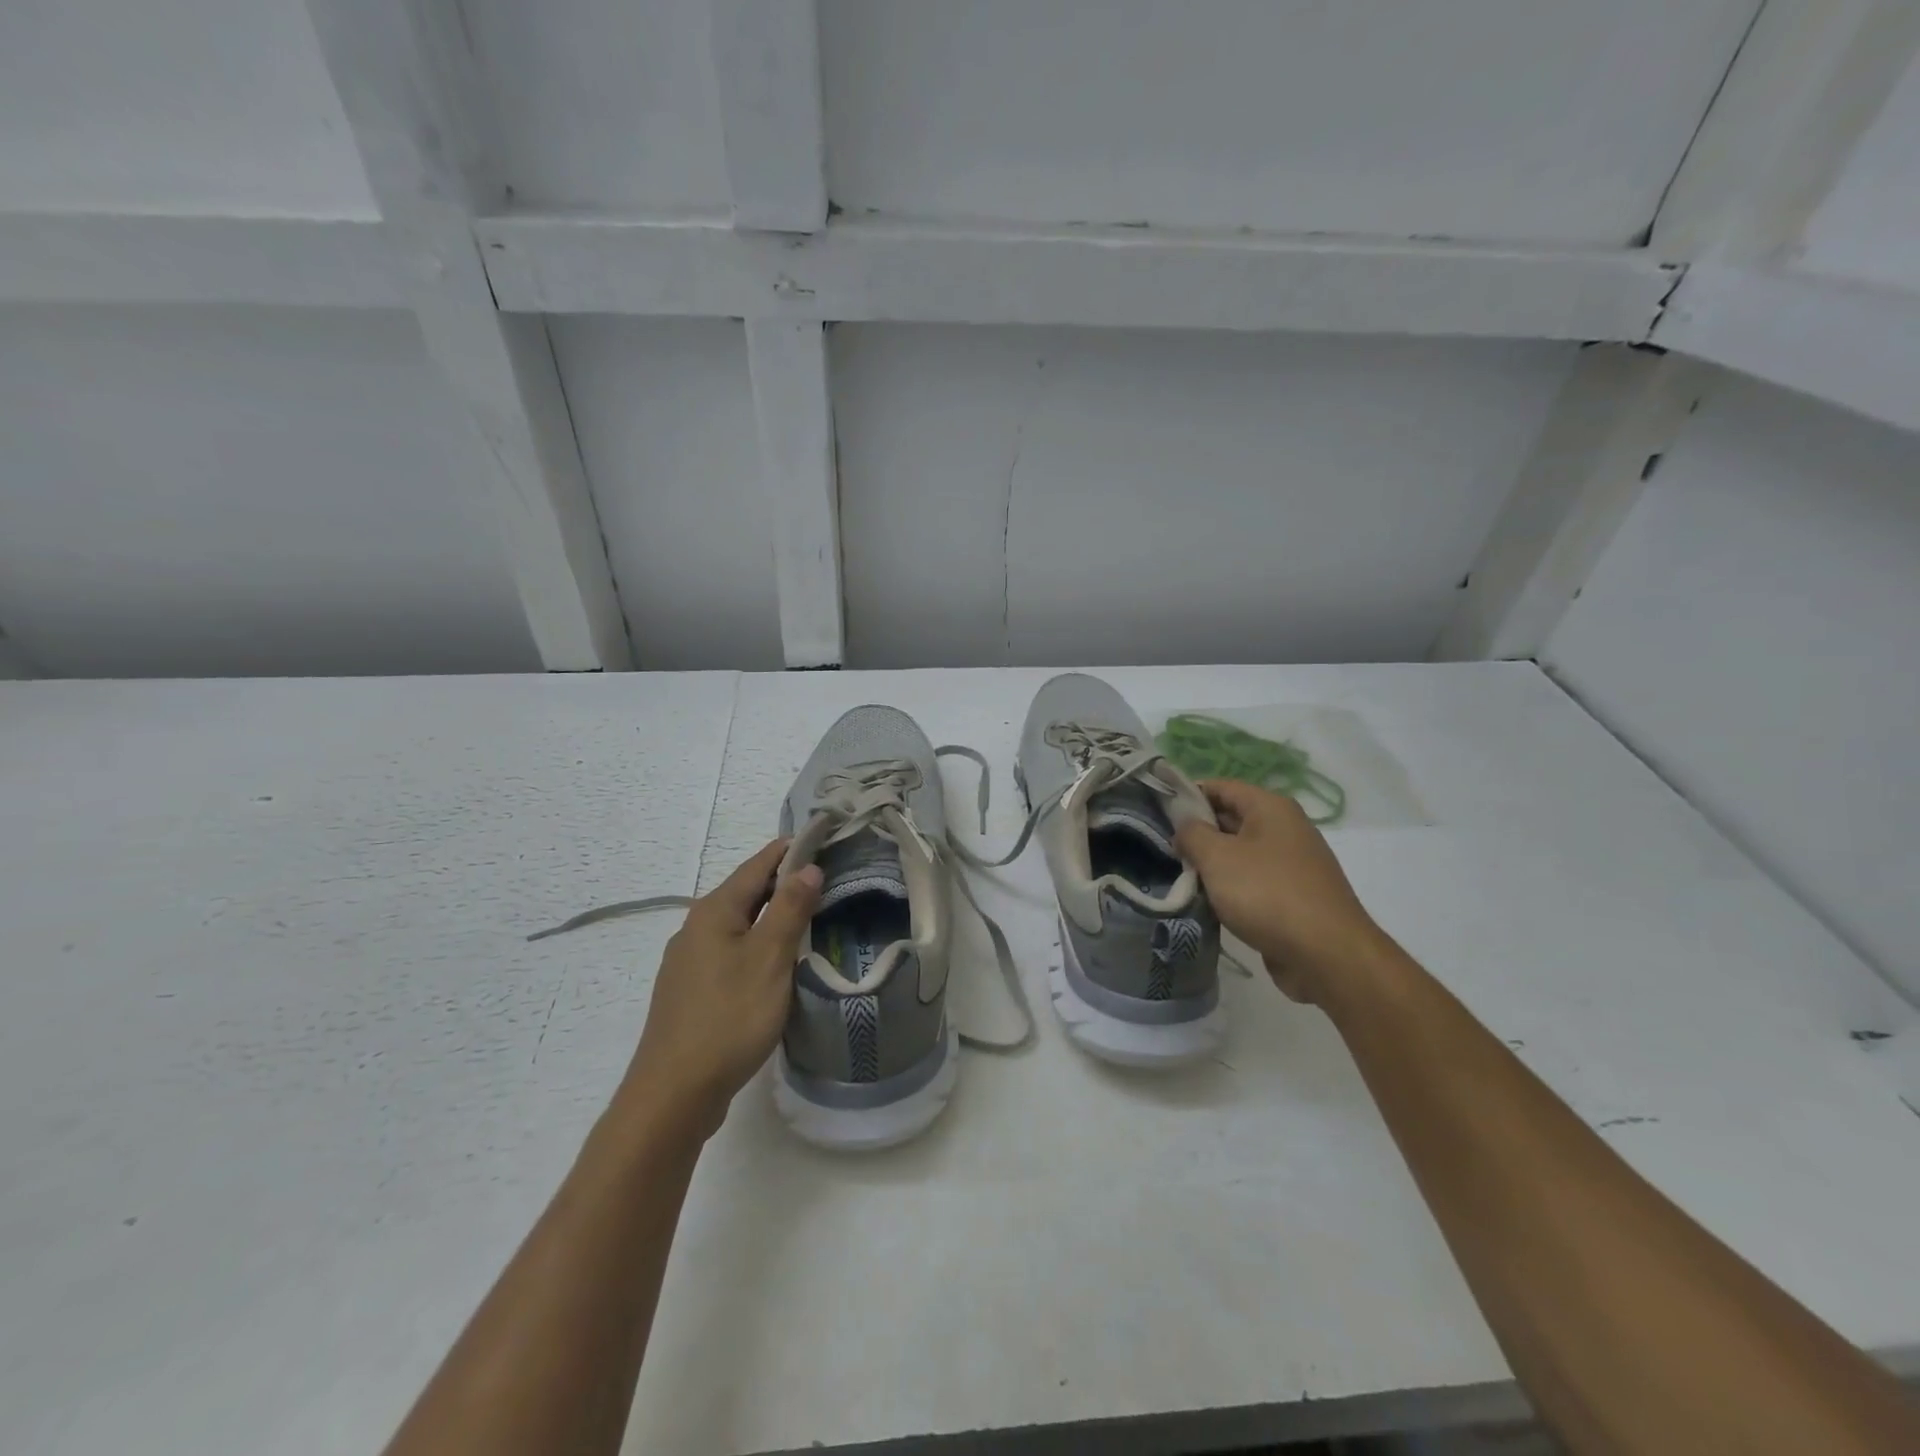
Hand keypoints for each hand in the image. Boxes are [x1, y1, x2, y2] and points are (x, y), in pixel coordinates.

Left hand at [618, 840, 821, 1138]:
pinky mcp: (692, 992)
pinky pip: (730, 952)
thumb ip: (789, 909)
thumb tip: (807, 867)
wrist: (674, 1093)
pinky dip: (757, 944)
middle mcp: (696, 928)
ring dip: (771, 915)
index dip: (789, 851)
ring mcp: (689, 962)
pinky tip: (775, 962)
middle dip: (783, 882)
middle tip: (826, 878)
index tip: (822, 838)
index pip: (757, 865)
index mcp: (714, 912)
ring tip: (809, 916)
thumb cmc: (728, 1017)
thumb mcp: (769, 958)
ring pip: (738, 925)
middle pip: (746, 893)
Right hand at [1174, 779, 1389, 1006]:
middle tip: (1162, 848)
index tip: (1158, 812)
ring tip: (1179, 876)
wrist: (1327, 955)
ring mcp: (1292, 863)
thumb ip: (1192, 834)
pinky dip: (1230, 888)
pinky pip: (1253, 881)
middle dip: (1197, 832)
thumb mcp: (1217, 857)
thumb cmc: (1267, 894)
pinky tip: (1208, 903)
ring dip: (1211, 864)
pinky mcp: (1294, 896)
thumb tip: (1184, 827)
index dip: (1188, 794)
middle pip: (1231, 818)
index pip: (1221, 786)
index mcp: (1271, 808)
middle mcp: (1285, 828)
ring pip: (1240, 853)